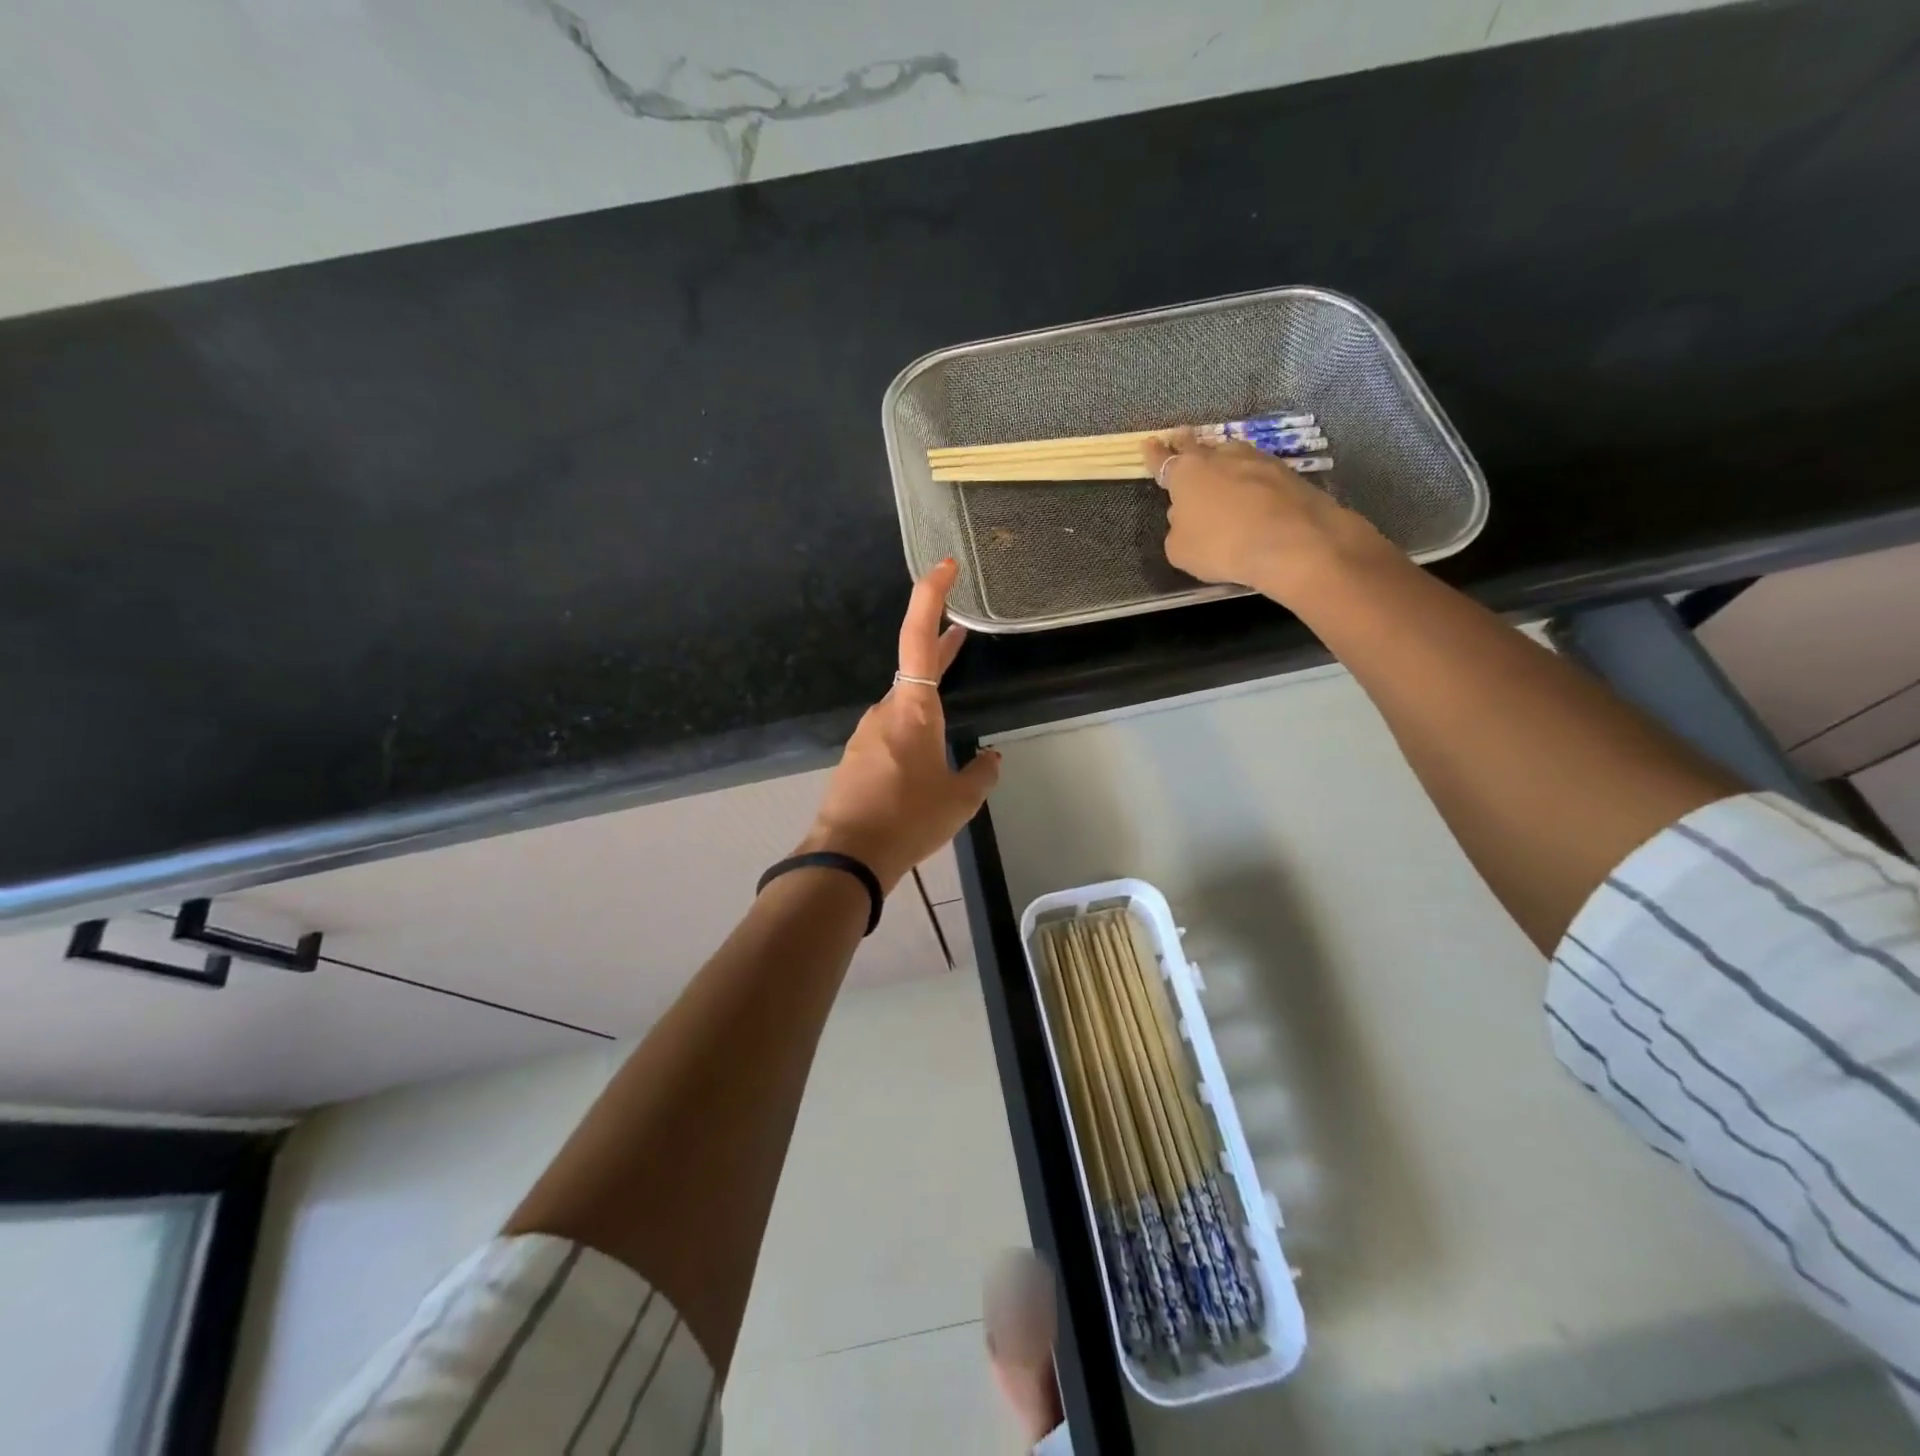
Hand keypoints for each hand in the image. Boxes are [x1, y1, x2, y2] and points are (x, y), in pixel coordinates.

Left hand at [801, 558, 1000, 893]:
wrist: (848, 855)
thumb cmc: (909, 820)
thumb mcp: (960, 800)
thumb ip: (981, 773)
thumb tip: (991, 757)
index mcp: (914, 709)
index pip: (919, 638)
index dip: (931, 597)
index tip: (945, 566)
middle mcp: (887, 709)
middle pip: (914, 663)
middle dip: (940, 641)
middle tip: (964, 625)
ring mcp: (868, 731)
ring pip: (904, 698)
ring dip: (928, 688)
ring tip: (953, 688)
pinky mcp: (859, 754)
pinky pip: (892, 726)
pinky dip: (914, 721)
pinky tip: (927, 748)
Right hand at [1142, 428, 1400, 605]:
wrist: (1292, 543)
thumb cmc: (1221, 547)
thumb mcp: (1180, 550)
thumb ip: (1178, 528)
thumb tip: (1187, 515)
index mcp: (1186, 474)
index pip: (1163, 460)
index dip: (1154, 454)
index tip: (1148, 443)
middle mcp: (1220, 458)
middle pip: (1198, 445)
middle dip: (1186, 442)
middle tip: (1180, 436)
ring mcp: (1257, 461)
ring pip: (1232, 453)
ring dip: (1223, 457)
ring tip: (1220, 464)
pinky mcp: (1287, 473)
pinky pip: (1258, 471)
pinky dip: (1251, 478)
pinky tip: (1253, 489)